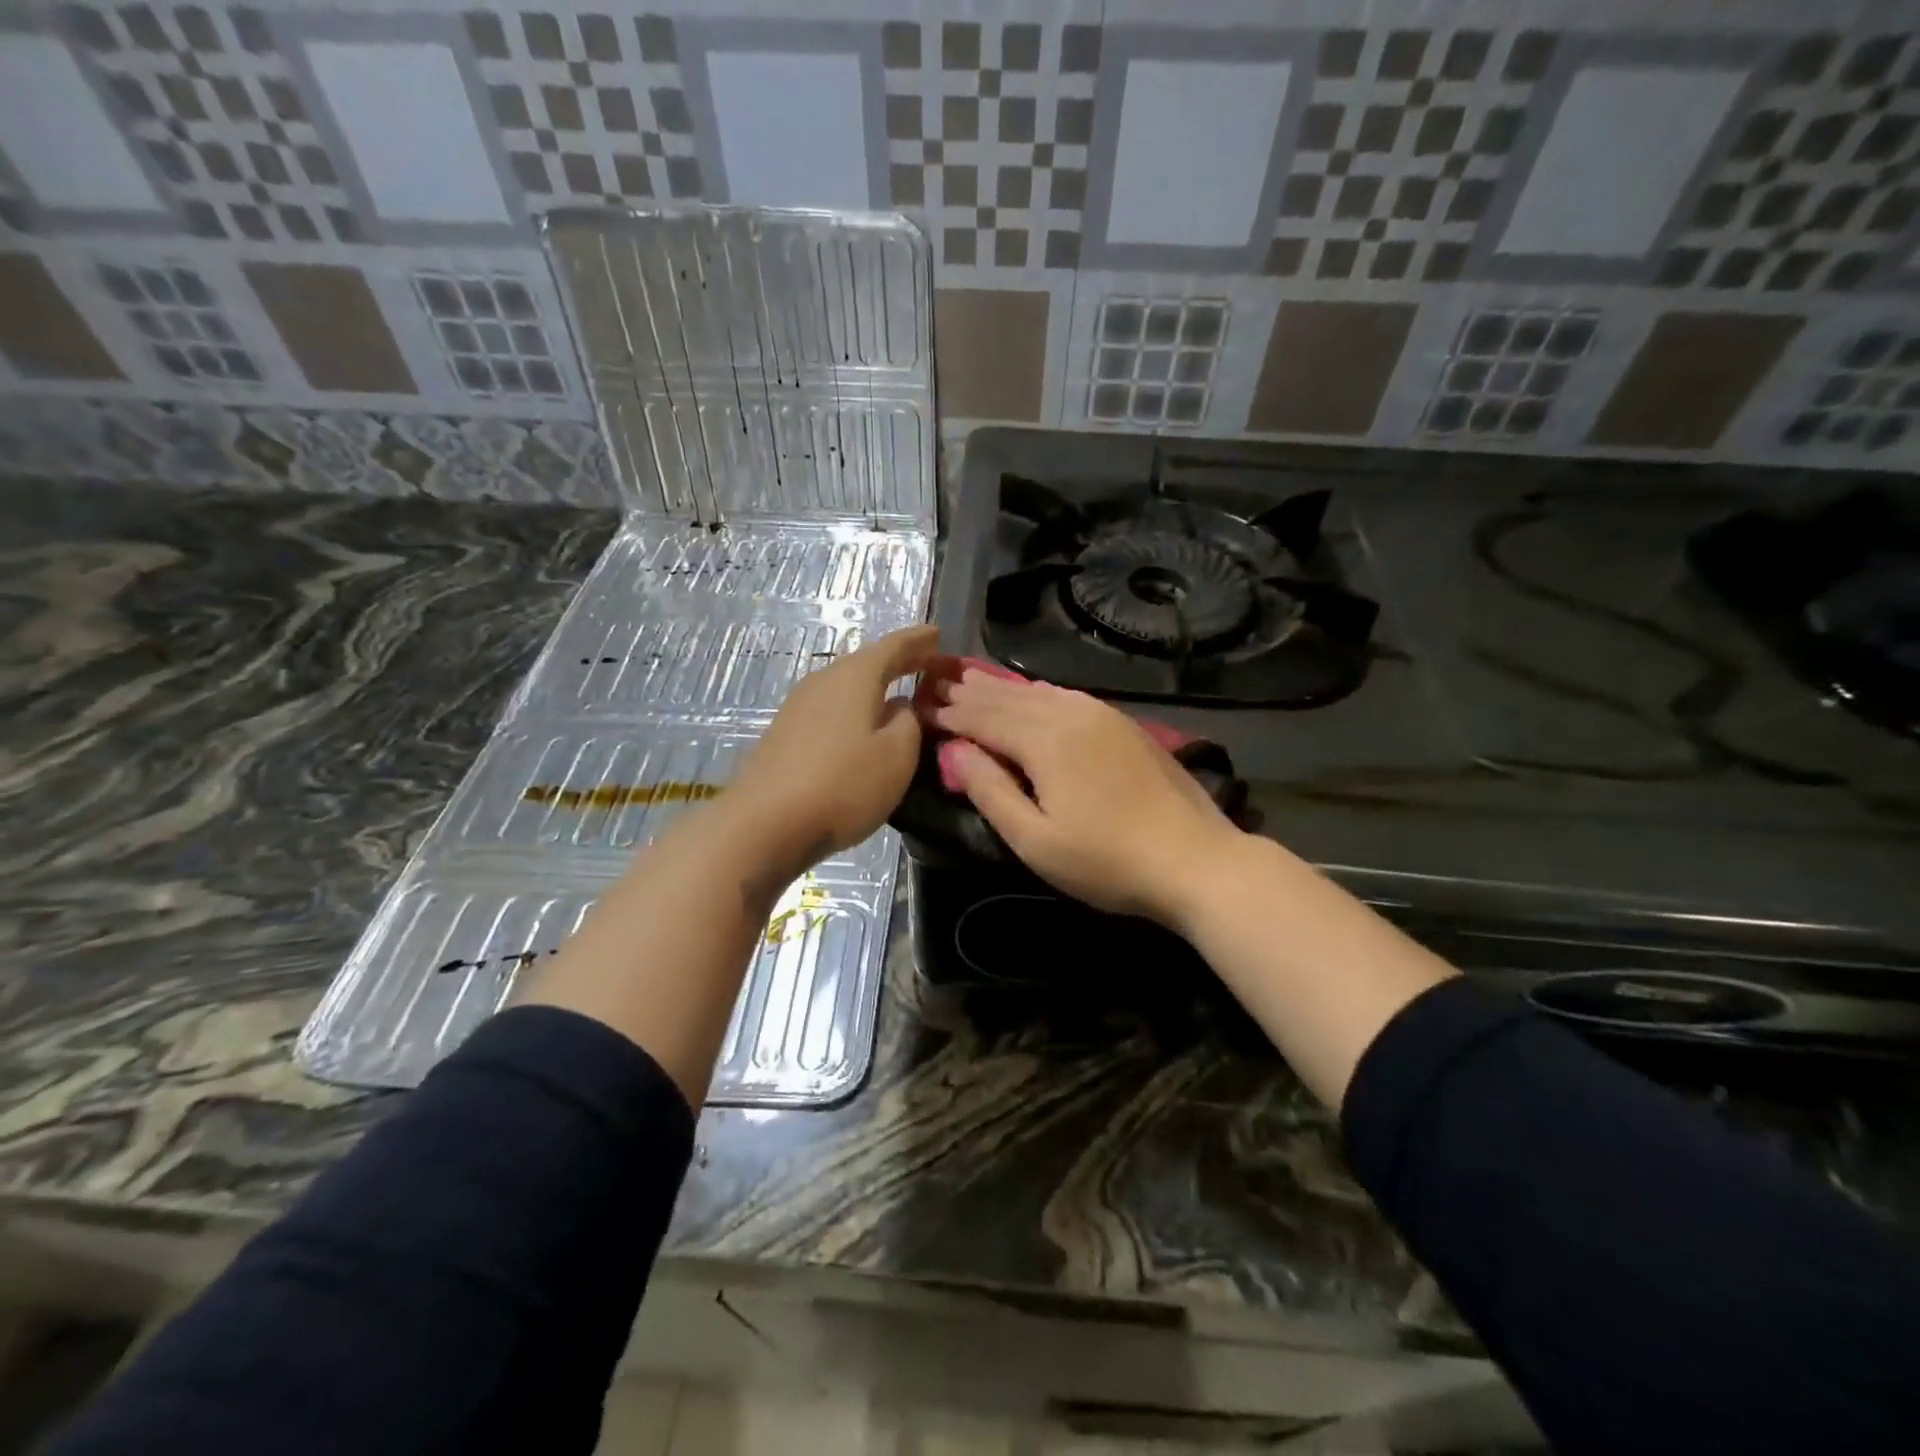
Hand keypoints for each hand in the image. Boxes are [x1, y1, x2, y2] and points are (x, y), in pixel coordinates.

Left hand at [728, 625, 939, 878]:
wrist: (765, 823)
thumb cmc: (843, 784)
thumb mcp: (897, 755)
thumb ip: (909, 723)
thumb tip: (901, 707)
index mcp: (856, 676)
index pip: (894, 646)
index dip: (919, 641)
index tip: (938, 635)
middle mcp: (824, 680)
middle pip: (866, 663)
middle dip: (898, 662)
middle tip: (925, 662)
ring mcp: (799, 706)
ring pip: (846, 686)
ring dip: (874, 686)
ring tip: (898, 692)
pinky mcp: (786, 733)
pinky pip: (831, 708)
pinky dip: (855, 708)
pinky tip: (862, 725)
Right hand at [929, 668, 1245, 928]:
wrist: (1195, 859)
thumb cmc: (1106, 861)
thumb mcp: (1035, 840)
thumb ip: (989, 790)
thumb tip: (953, 748)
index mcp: (1043, 740)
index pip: (982, 717)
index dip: (949, 713)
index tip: (920, 707)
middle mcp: (1069, 713)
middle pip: (1007, 697)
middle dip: (969, 692)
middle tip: (936, 682)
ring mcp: (1101, 715)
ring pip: (1038, 692)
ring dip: (1001, 688)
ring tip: (971, 679)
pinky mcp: (1123, 724)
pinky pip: (1066, 696)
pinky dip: (1036, 693)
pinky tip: (1032, 693)